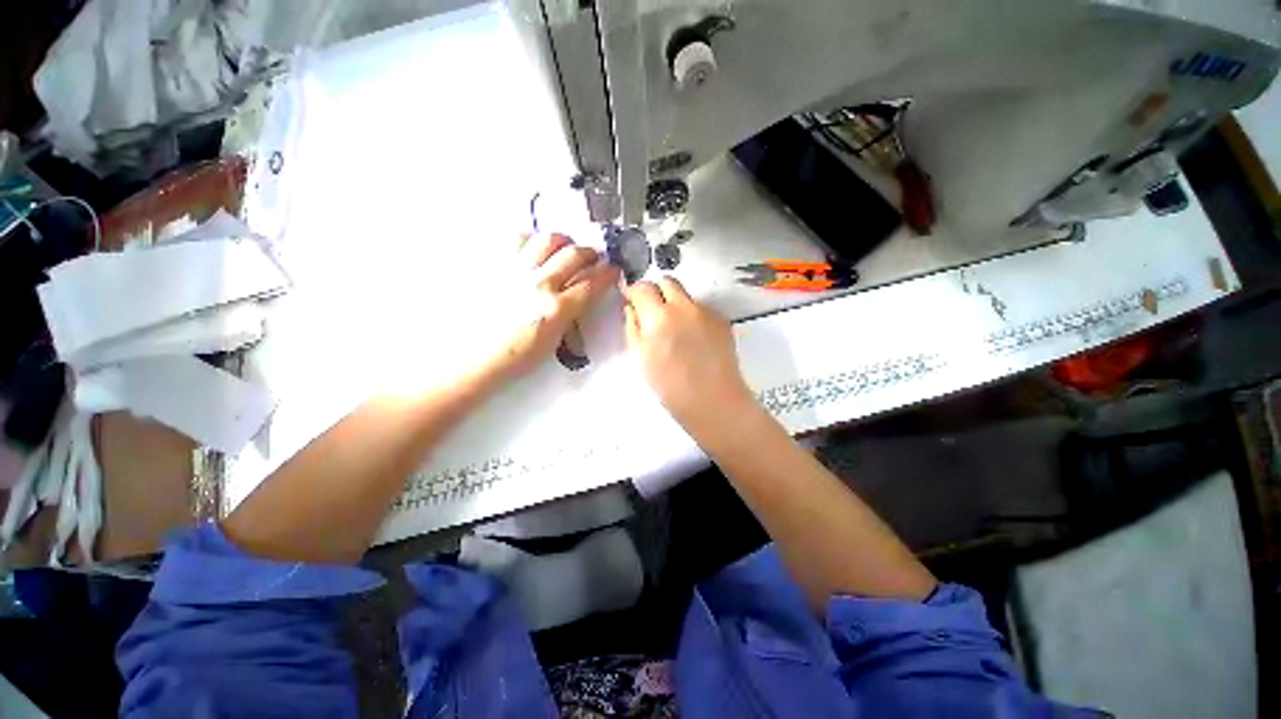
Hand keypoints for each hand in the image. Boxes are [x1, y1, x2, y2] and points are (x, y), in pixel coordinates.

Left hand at [482, 232, 618, 381]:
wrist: (471, 358)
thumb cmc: (514, 359)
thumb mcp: (553, 343)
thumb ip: (569, 316)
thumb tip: (579, 300)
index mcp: (556, 308)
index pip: (592, 283)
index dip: (608, 274)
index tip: (614, 270)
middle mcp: (539, 283)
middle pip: (574, 254)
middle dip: (591, 253)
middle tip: (594, 258)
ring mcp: (515, 270)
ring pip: (547, 239)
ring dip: (563, 241)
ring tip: (565, 248)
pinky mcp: (495, 265)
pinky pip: (516, 241)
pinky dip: (531, 241)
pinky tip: (533, 251)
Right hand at [624, 277, 755, 432]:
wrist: (712, 400)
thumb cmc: (670, 386)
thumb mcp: (641, 357)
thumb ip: (633, 326)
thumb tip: (632, 308)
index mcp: (658, 317)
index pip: (642, 287)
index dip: (634, 291)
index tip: (632, 299)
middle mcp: (684, 307)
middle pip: (667, 281)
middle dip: (656, 291)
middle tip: (652, 310)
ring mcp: (706, 312)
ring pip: (686, 295)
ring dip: (676, 304)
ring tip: (675, 329)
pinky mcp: (722, 320)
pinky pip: (702, 309)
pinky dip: (693, 316)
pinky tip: (694, 338)